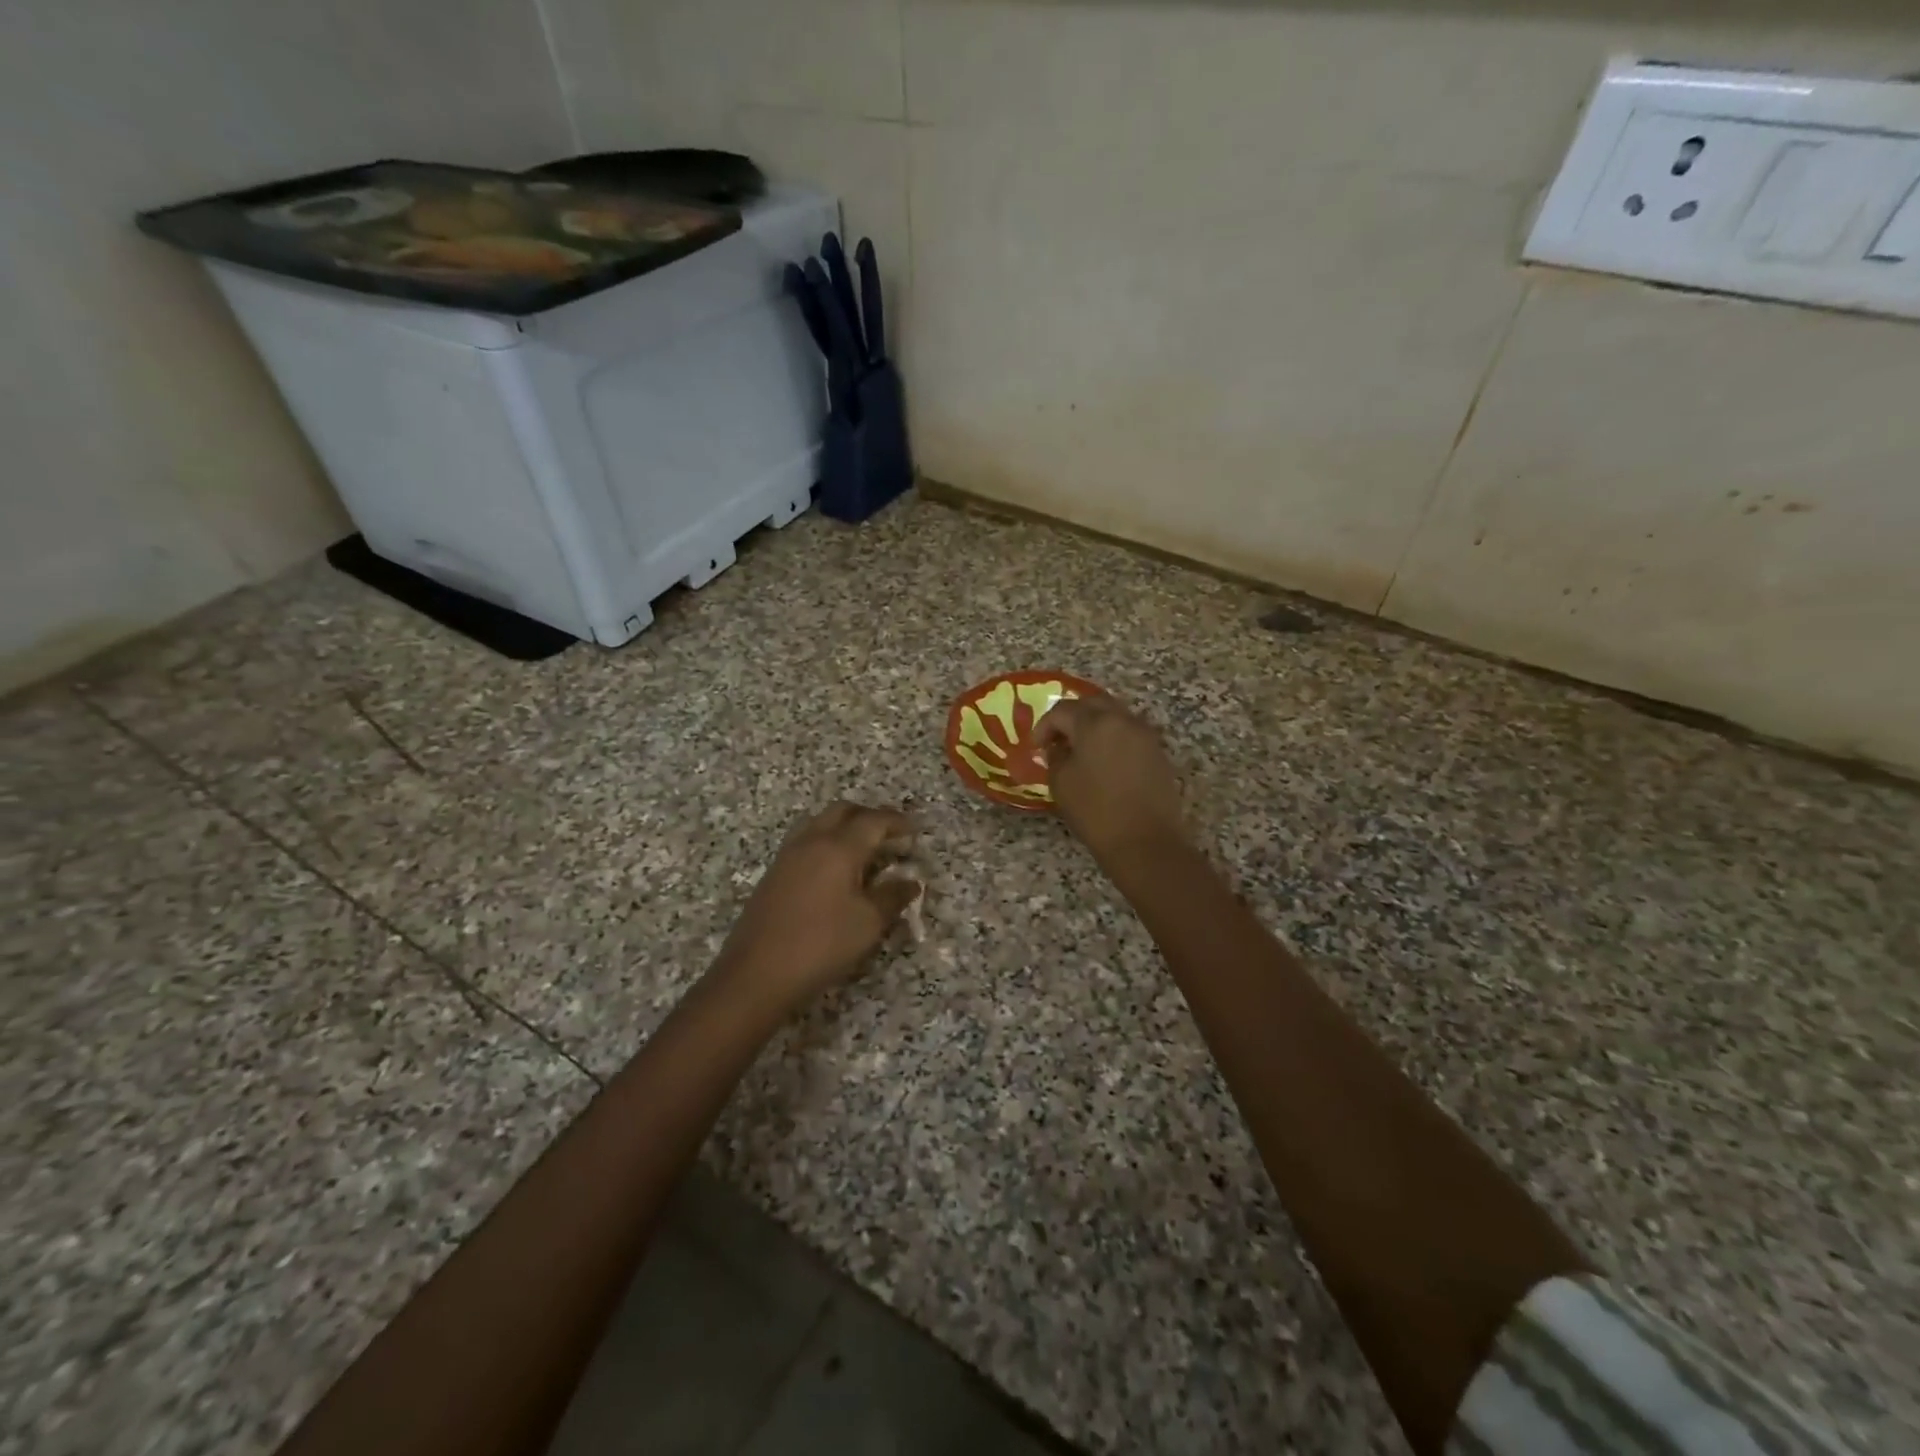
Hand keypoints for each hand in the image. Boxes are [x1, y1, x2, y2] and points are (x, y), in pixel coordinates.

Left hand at [718, 802, 920, 1009]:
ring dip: (845, 827)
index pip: (874, 821)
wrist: (756, 973)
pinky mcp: (774, 873)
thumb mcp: (868, 923)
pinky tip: (835, 871)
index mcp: (839, 847)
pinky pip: (806, 841)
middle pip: (843, 811)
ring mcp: (788, 855)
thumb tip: (911, 882)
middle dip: (870, 817)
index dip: (897, 822)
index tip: (915, 831)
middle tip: (890, 835)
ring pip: (820, 823)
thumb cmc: (821, 944)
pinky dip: (827, 843)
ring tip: (863, 850)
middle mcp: (812, 840)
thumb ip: (893, 897)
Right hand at [1037, 694, 1185, 862]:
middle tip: (1058, 738)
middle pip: (1093, 703)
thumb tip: (1059, 747)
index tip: (1036, 747)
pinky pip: (1130, 733)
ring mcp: (1145, 735)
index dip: (1045, 726)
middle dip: (1072, 716)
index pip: (1062, 710)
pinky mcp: (1158, 753)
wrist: (1145, 842)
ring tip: (1081, 750)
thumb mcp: (1061, 783)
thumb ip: (1056, 757)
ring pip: (1115, 715)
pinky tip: (1104, 762)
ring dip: (1095, 725)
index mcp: (1095, 723)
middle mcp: (1123, 720)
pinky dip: (1113, 739)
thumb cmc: (1096, 812)